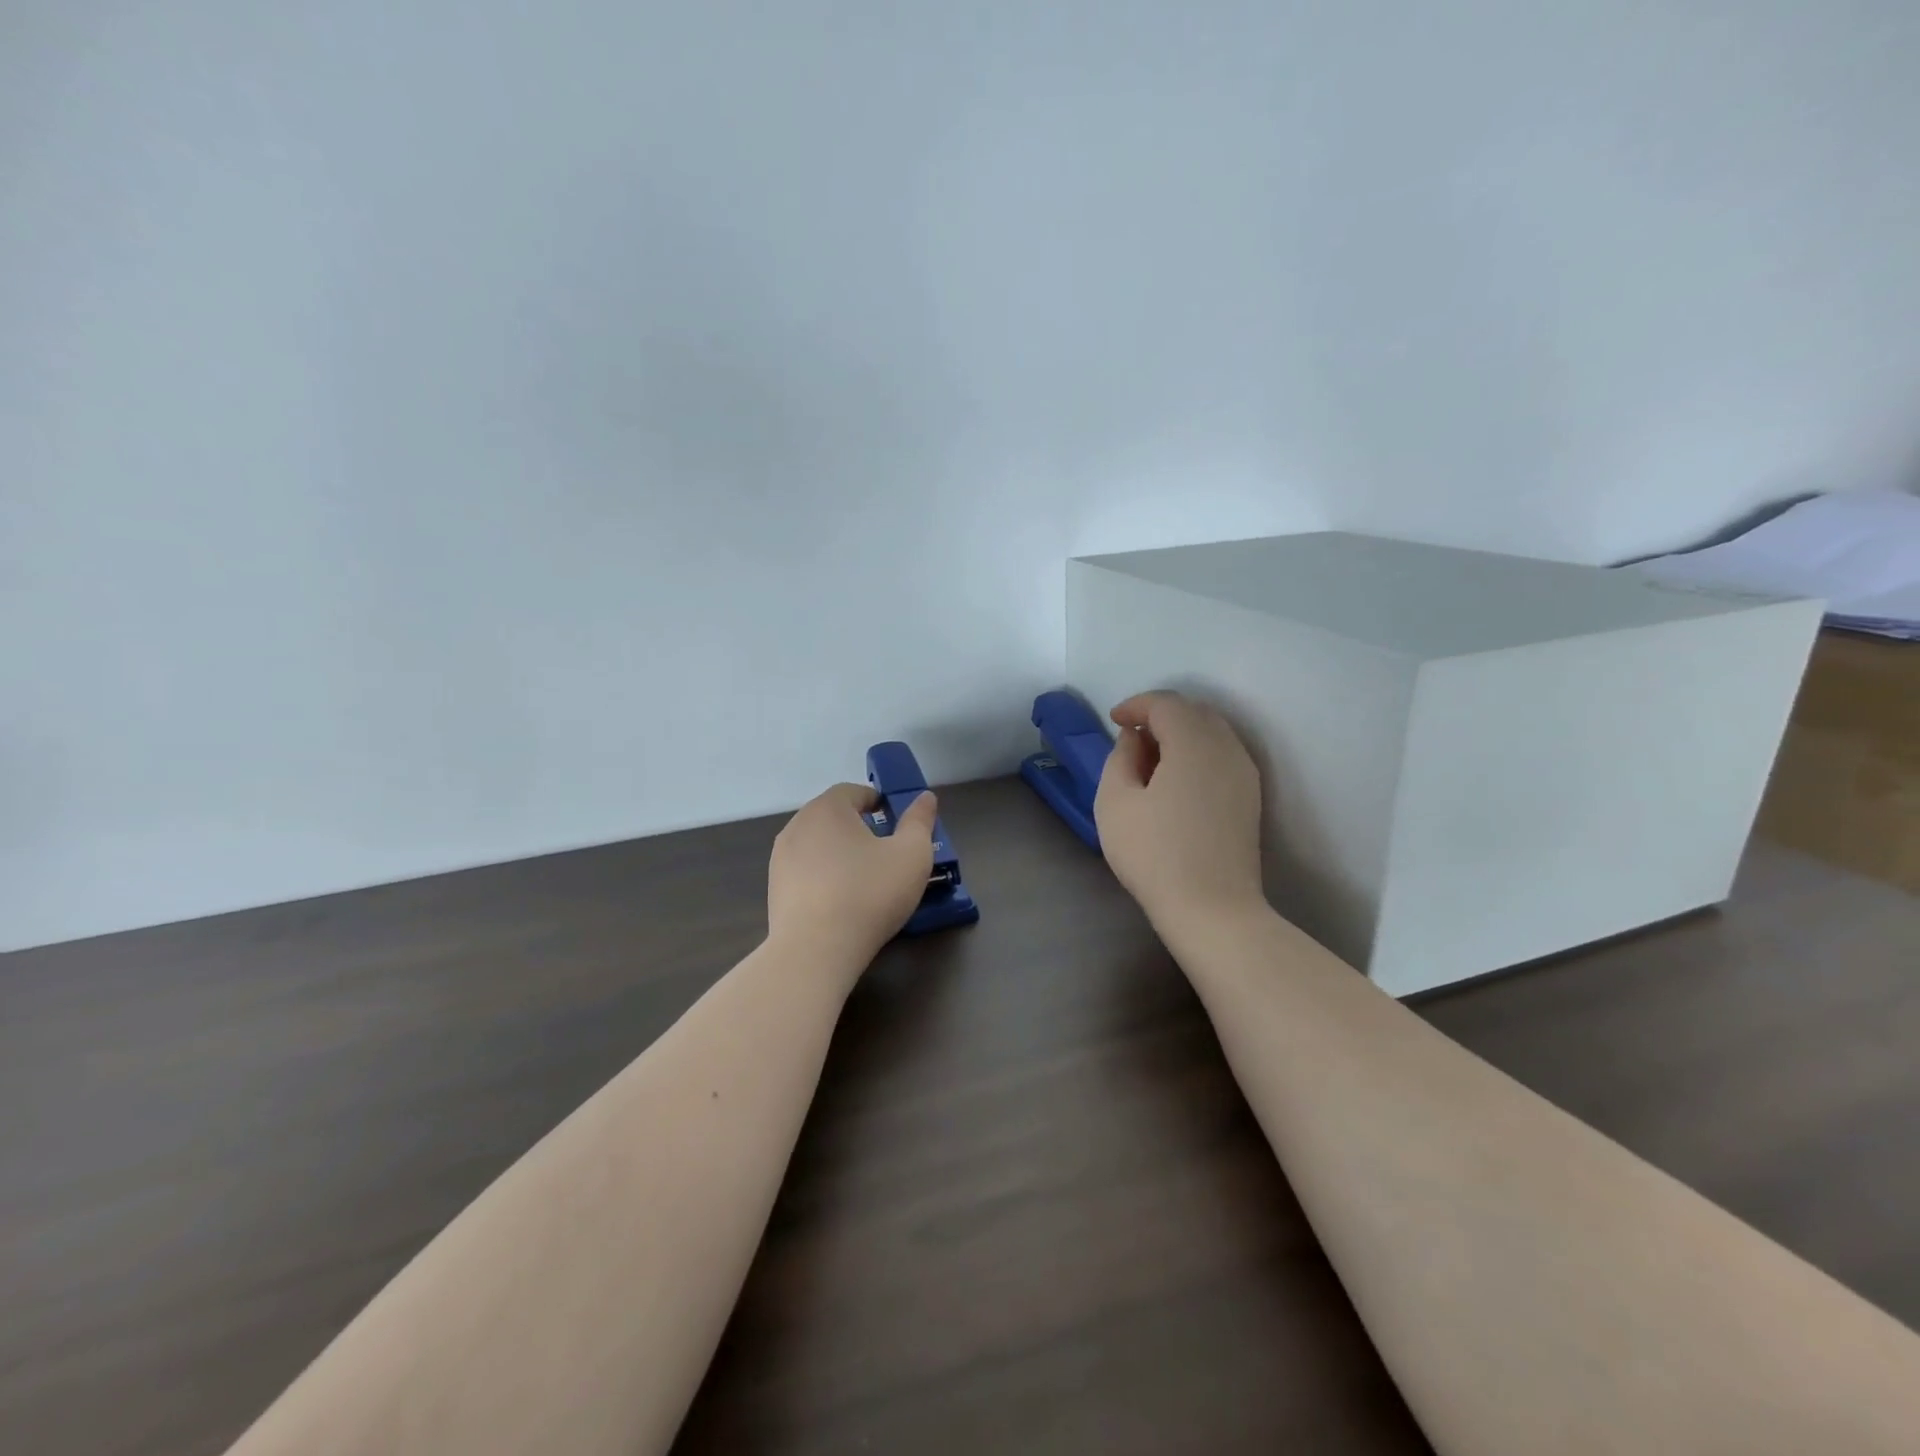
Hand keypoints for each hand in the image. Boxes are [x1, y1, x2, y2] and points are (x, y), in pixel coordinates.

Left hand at [767, 782, 939, 972]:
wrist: (815, 951)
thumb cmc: (869, 893)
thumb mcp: (911, 854)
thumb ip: (920, 821)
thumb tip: (925, 798)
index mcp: (827, 808)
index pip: (854, 792)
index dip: (878, 803)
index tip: (896, 824)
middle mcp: (797, 825)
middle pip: (834, 817)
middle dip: (860, 828)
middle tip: (886, 853)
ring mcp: (781, 859)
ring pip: (818, 845)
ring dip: (841, 854)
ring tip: (865, 880)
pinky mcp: (775, 890)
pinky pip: (806, 872)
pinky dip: (824, 877)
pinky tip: (842, 902)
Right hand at [1094, 690, 1265, 932]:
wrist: (1212, 909)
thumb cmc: (1154, 854)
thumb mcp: (1115, 801)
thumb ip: (1120, 757)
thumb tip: (1135, 739)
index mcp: (1193, 743)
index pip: (1166, 704)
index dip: (1136, 705)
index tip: (1114, 720)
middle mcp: (1227, 748)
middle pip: (1194, 712)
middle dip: (1160, 715)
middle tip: (1130, 737)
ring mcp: (1244, 774)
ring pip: (1212, 733)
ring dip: (1180, 733)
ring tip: (1151, 758)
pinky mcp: (1250, 798)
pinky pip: (1222, 755)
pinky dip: (1197, 752)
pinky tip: (1175, 779)